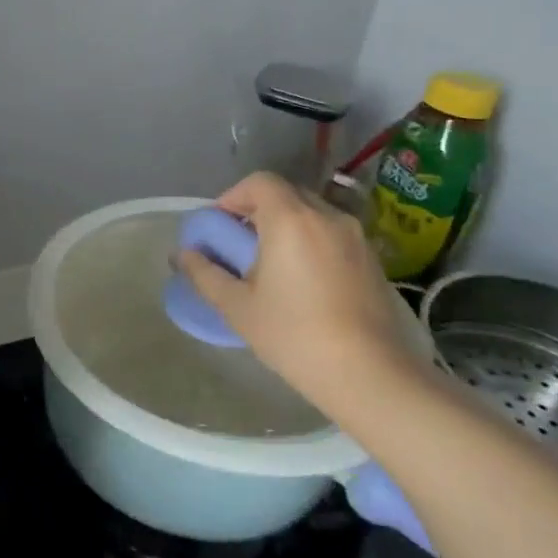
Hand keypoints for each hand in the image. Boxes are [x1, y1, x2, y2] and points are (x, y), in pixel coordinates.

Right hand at [176, 172, 410, 411]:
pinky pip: (333, 234)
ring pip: (312, 214)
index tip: (220, 225)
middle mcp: (327, 217)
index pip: (259, 182)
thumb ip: (205, 274)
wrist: (370, 375)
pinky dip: (311, 242)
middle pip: (286, 194)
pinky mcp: (374, 260)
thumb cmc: (294, 335)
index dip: (234, 196)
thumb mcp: (237, 307)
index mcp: (291, 220)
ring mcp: (356, 238)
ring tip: (271, 264)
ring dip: (286, 226)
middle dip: (258, 210)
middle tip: (240, 244)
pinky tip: (303, 281)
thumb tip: (183, 255)